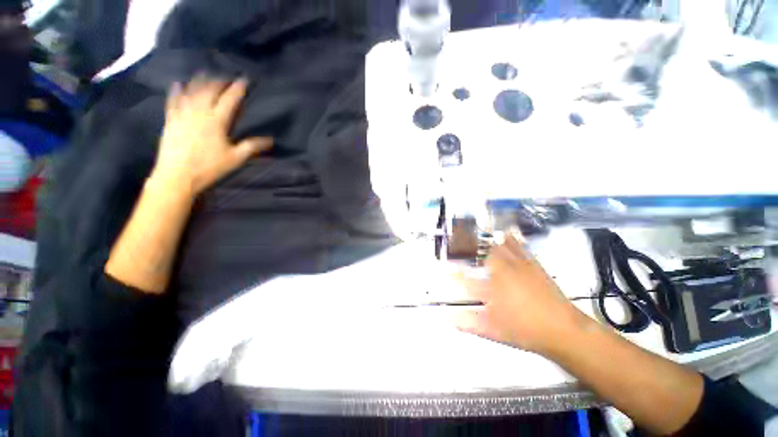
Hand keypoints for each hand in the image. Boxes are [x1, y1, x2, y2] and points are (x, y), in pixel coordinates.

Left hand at [152, 76, 272, 195]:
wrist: (177, 175)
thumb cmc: (209, 167)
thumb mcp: (235, 158)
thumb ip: (252, 146)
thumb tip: (270, 140)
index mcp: (217, 121)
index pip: (230, 99)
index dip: (238, 88)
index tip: (244, 80)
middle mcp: (199, 112)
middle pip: (210, 90)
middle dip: (219, 81)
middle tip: (227, 78)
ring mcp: (182, 114)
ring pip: (191, 91)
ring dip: (199, 81)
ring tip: (206, 74)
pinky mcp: (171, 119)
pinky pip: (173, 100)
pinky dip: (176, 90)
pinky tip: (178, 83)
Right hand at [455, 236, 588, 354]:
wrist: (563, 329)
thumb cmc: (525, 330)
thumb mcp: (493, 330)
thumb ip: (468, 323)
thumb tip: (447, 318)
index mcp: (491, 288)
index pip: (465, 278)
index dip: (453, 272)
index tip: (445, 267)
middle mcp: (501, 273)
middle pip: (481, 254)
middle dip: (468, 246)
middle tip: (459, 241)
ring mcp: (518, 266)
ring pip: (499, 246)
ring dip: (488, 238)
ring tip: (478, 229)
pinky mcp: (533, 265)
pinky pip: (519, 246)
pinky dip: (511, 237)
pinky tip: (509, 231)